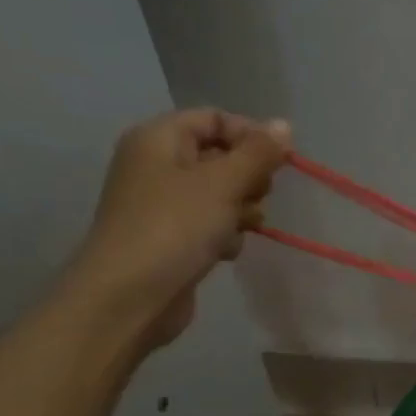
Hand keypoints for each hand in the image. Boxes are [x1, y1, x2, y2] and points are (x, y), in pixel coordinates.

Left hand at [63, 109, 289, 346]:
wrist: (130, 296)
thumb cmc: (175, 227)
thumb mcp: (223, 183)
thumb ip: (258, 153)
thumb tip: (284, 124)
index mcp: (158, 139)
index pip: (214, 118)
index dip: (251, 135)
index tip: (280, 163)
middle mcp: (157, 165)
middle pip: (219, 156)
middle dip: (248, 177)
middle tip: (258, 196)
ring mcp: (162, 204)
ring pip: (220, 194)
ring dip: (241, 209)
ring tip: (242, 227)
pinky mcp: (171, 238)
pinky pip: (210, 224)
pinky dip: (224, 234)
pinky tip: (225, 250)